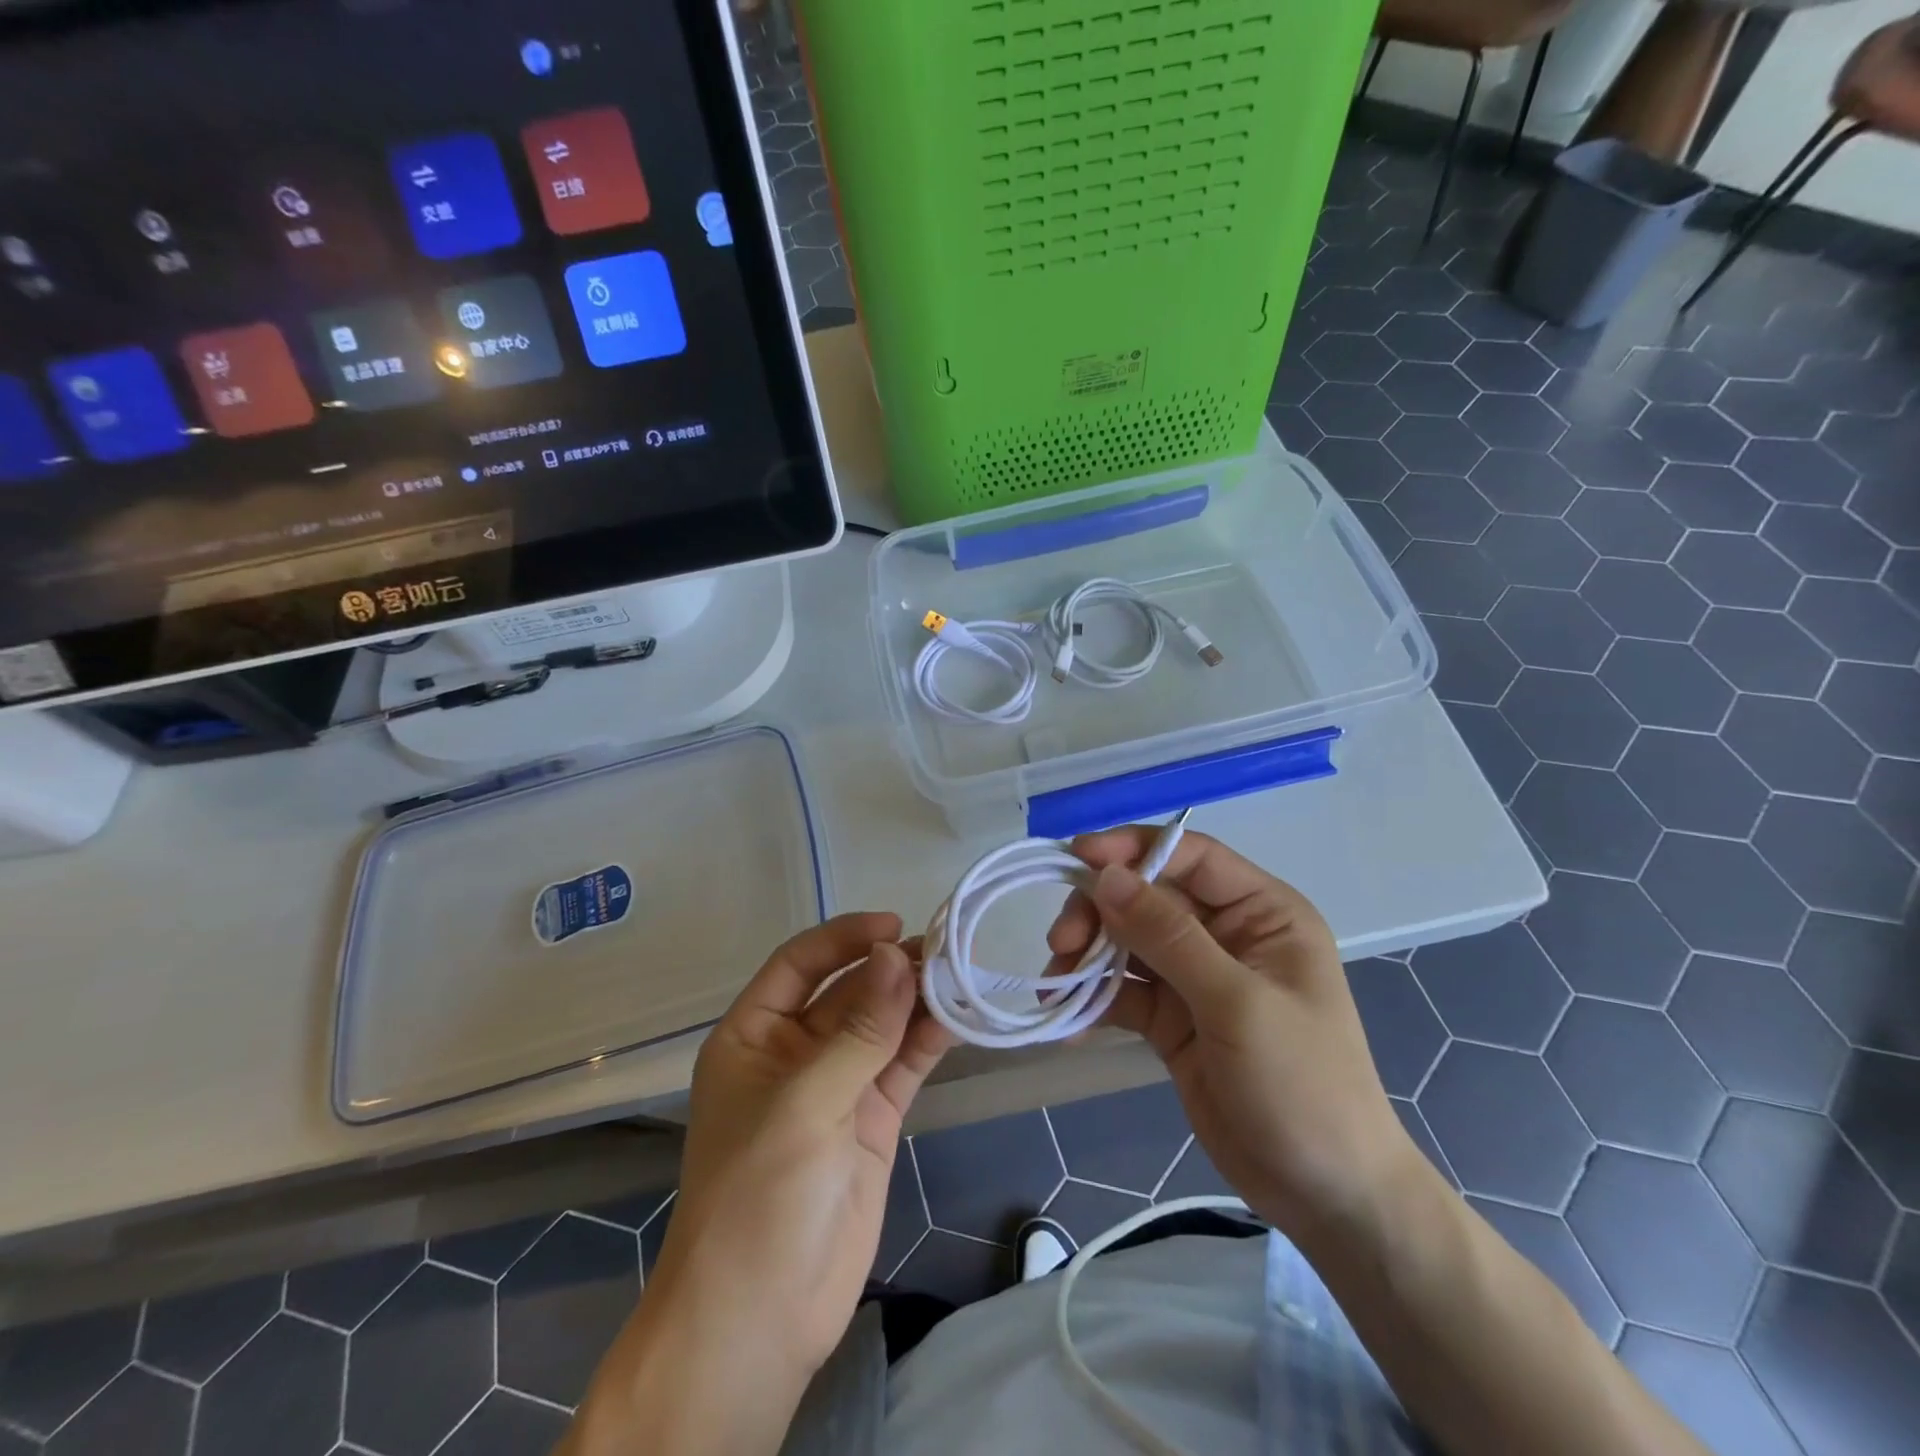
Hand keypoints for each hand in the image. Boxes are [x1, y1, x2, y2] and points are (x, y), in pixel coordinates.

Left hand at [651, 913, 953, 1382]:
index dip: (844, 938)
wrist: (760, 1320)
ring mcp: (837, 1086)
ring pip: (881, 1026)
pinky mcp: (872, 1119)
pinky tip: (960, 1017)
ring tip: (962, 974)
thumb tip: (898, 954)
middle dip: (890, 969)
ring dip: (916, 1000)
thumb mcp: (804, 1103)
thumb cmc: (758, 1195)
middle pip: (848, 992)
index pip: (799, 964)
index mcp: (754, 1036)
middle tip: (946, 948)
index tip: (893, 924)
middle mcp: (795, 1052)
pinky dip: (928, 1040)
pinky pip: (902, 1065)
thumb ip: (859, 1030)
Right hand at [1047, 827, 1417, 1244]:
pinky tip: (1067, 1018)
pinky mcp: (1172, 1018)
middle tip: (1062, 943)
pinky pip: (1124, 990)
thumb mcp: (1236, 1003)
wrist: (1326, 1196)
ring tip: (1057, 982)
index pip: (1190, 857)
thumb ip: (1169, 936)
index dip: (1132, 848)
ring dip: (1088, 954)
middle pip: (1148, 896)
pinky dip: (1093, 997)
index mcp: (1262, 912)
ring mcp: (1196, 977)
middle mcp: (1227, 934)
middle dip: (1100, 911)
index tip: (1075, 857)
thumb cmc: (1302, 1085)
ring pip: (1127, 941)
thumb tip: (1107, 876)